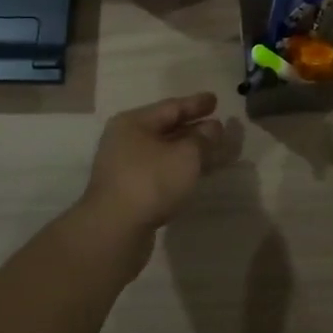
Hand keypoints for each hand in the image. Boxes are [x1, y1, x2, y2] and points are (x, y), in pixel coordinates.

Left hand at [76, 93, 222, 262]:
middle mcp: (125, 140)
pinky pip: (160, 172)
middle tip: (218, 125)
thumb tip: (213, 127)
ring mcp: (125, 168)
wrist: (114, 232)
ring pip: (164, 152)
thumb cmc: (150, 182)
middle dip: (194, 128)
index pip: (171, 107)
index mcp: (134, 123)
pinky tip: (195, 174)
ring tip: (214, 150)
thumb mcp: (185, 156)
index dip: (196, 104)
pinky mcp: (129, 192)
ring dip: (189, 151)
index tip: (216, 100)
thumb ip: (203, 139)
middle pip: (166, 129)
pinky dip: (179, 170)